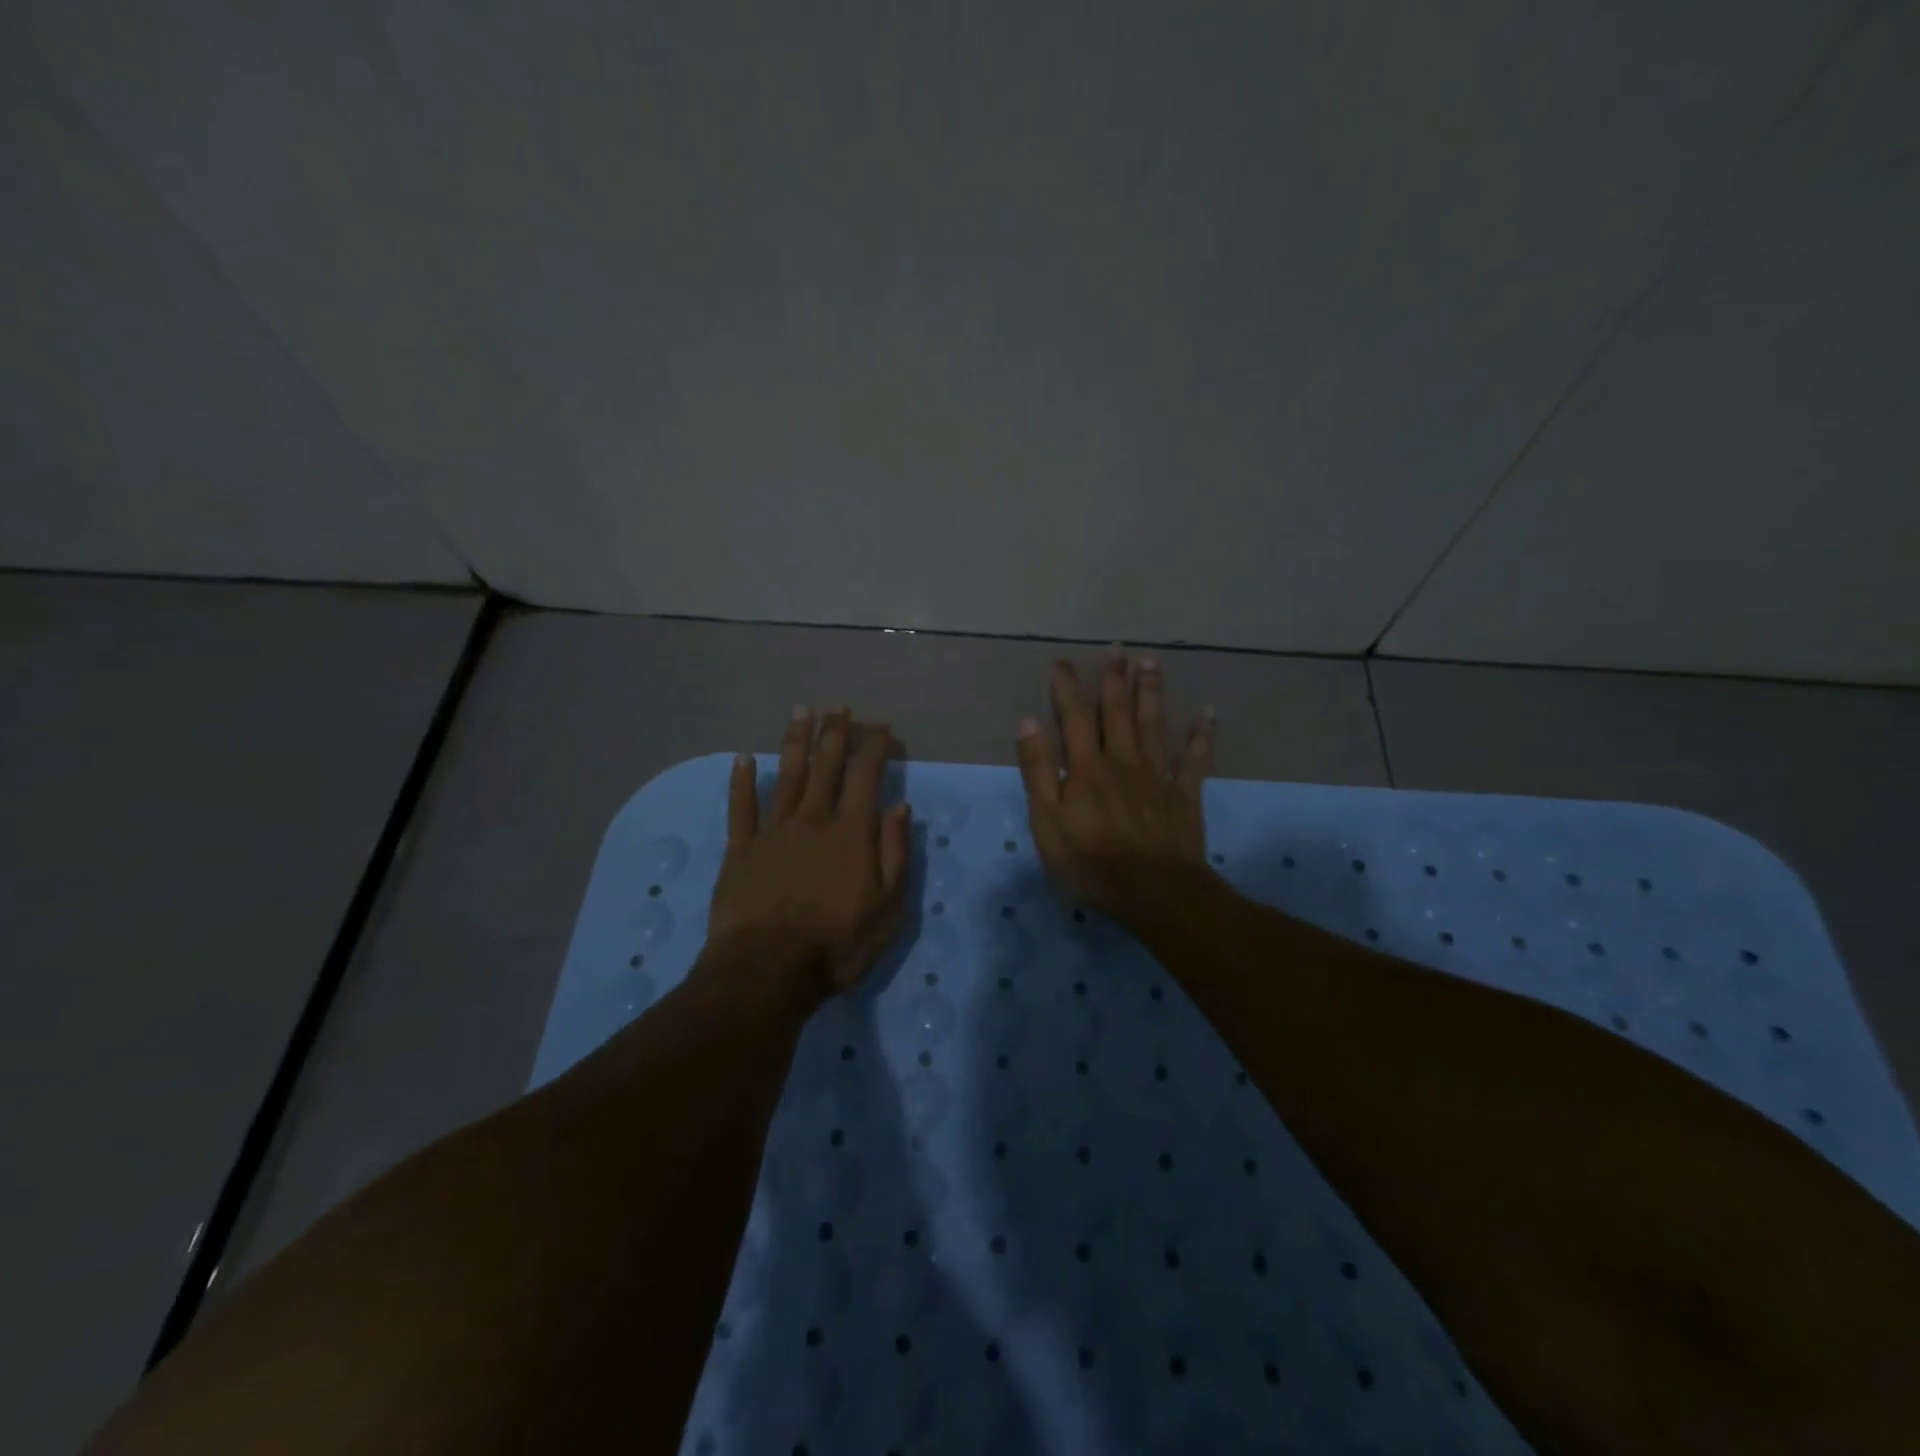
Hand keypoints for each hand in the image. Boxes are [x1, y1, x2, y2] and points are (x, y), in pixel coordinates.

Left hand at [704, 707, 912, 1003]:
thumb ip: (894, 852)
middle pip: (825, 765)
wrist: (768, 970)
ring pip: (787, 775)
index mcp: (851, 831)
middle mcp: (813, 819)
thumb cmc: (837, 943)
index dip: (875, 746)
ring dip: (795, 741)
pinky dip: (742, 781)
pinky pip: (741, 808)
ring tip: (801, 712)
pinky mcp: (741, 849)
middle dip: (834, 733)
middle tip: (839, 707)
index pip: (866, 775)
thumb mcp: (888, 906)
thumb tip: (900, 806)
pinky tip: (743, 759)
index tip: (881, 726)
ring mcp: (773, 831)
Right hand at [1015, 653, 1213, 921]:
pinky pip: (1194, 760)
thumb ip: (1038, 770)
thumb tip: (1028, 721)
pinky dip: (1201, 736)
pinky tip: (1208, 713)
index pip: (1075, 717)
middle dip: (1114, 679)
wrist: (1153, 892)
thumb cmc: (1090, 861)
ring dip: (1151, 692)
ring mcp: (1157, 776)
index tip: (1061, 662)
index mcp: (1086, 767)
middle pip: (1118, 712)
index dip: (1067, 687)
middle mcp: (1122, 761)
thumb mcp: (1046, 821)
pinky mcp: (1184, 796)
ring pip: (1154, 725)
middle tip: (1116, 648)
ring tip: (1151, 663)